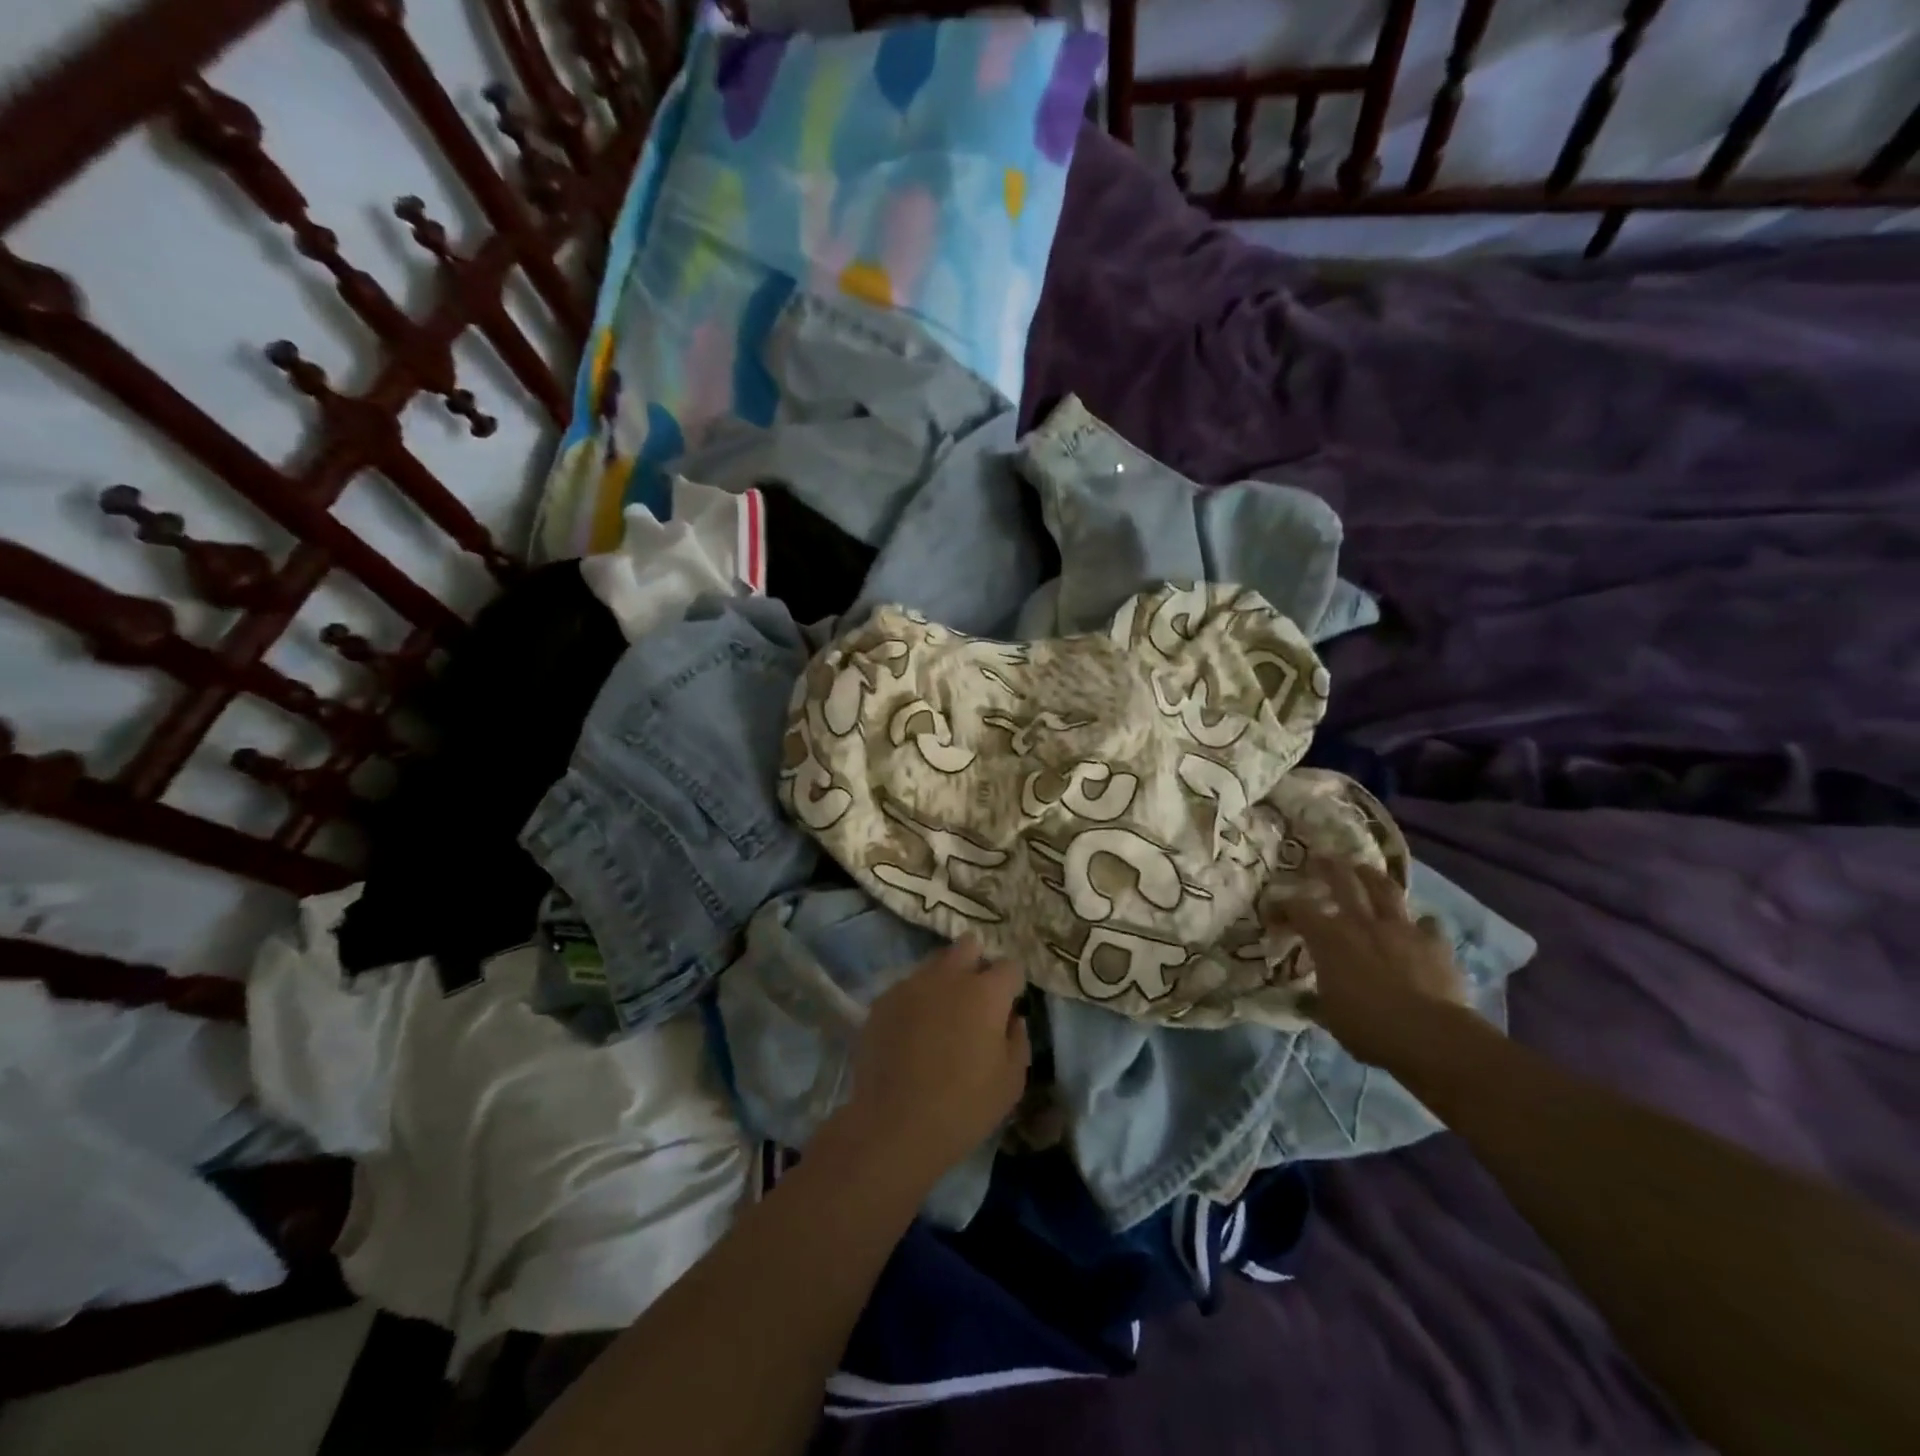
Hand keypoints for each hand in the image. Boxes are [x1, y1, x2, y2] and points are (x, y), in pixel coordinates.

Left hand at [831, 937, 1030, 1185]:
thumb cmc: (964, 1107)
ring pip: (934, 963)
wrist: (894, 1125)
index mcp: (986, 993)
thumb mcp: (1011, 1083)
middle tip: (976, 997)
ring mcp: (911, 985)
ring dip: (944, 979)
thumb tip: (1013, 1019)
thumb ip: (1018, 1041)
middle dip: (977, 962)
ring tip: (941, 1014)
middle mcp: (949, 977)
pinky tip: (912, 1031)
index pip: (1010, 966)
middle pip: (968, 945)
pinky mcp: (882, 1001)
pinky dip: (915, 1001)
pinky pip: (907, 988)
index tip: (1008, 1005)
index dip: (1012, 985)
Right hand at [1278, 860, 1470, 1066]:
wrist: (1428, 1035)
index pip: (1297, 910)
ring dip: (1373, 877)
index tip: (1273, 912)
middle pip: (1342, 881)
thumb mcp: (1330, 1017)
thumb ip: (1315, 1001)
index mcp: (1328, 938)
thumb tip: (1301, 1000)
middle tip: (1320, 858)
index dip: (1282, 907)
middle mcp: (1361, 922)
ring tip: (1365, 870)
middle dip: (1328, 867)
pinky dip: (1421, 923)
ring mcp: (1401, 929)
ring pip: (1385, 889)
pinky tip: (1420, 925)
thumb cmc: (1367, 1025)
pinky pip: (1428, 925)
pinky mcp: (1434, 943)